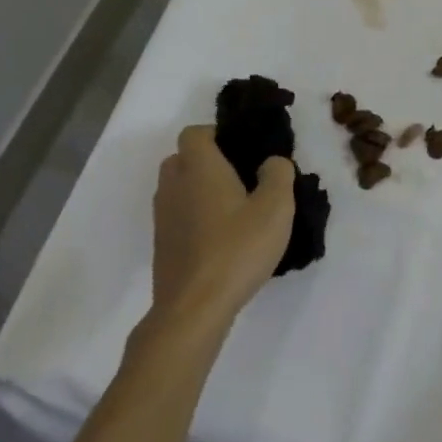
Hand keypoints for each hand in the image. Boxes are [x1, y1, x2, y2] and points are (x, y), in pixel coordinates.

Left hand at [146, 124, 294, 334]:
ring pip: (177, 189)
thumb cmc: (237, 248)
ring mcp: (163, 218)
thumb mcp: (276, 207)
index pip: (194, 133)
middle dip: (206, 161)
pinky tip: (222, 238)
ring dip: (199, 190)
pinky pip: (177, 216)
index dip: (216, 133)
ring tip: (234, 209)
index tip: (242, 148)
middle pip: (181, 159)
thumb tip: (271, 162)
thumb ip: (278, 174)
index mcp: (199, 168)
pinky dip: (194, 217)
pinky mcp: (162, 246)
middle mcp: (174, 187)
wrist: (194, 308)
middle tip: (240, 175)